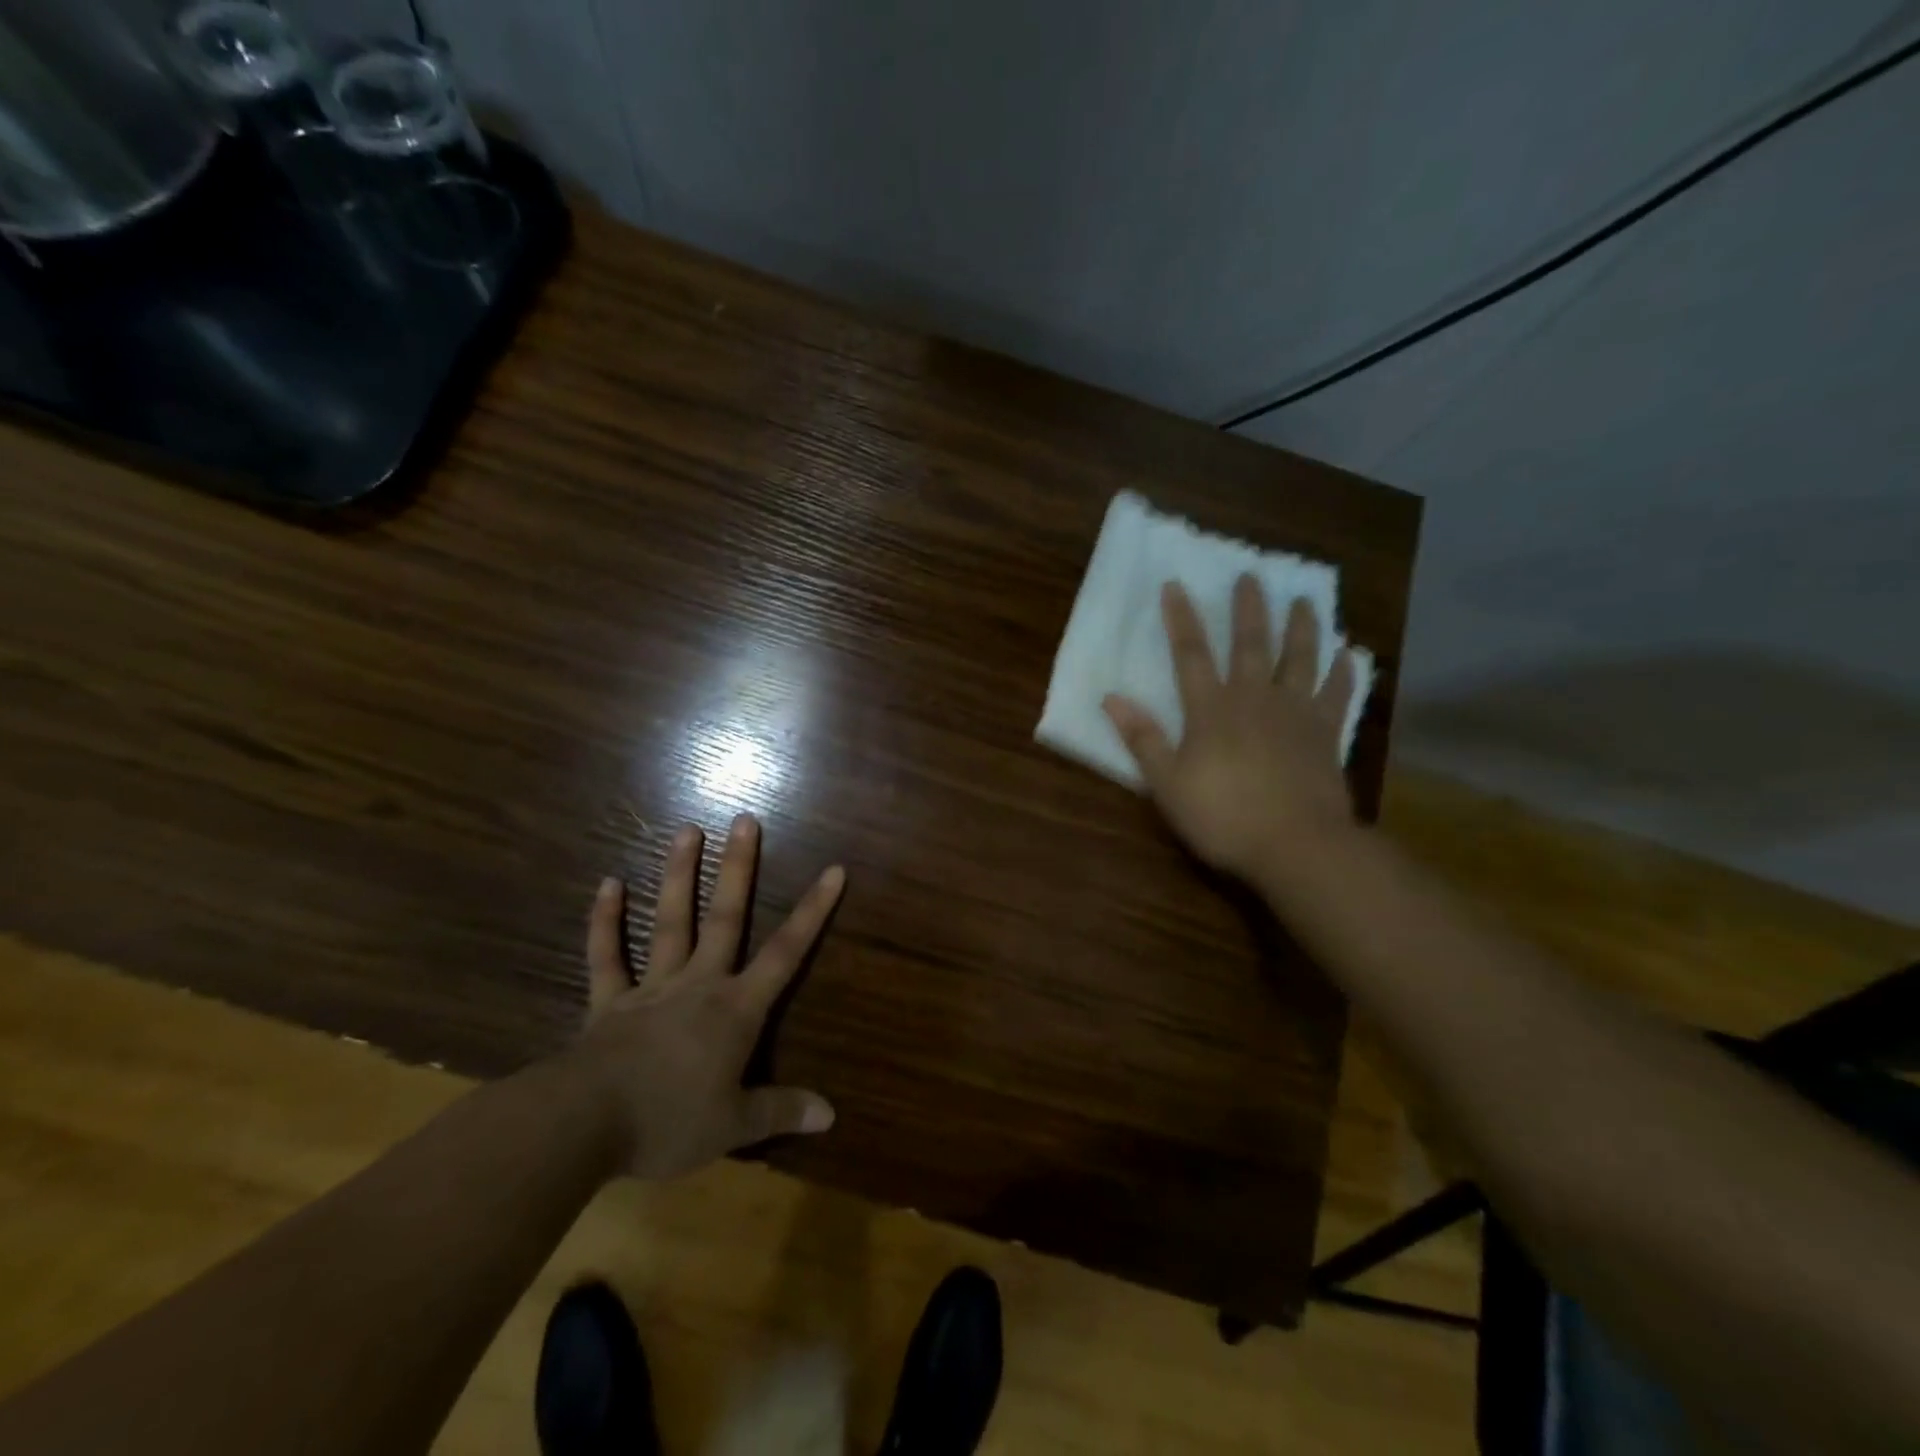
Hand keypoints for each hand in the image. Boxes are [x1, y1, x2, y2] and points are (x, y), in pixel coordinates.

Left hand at [566, 814, 844, 1180]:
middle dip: (738, 869)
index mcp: (735, 1009)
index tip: (833, 870)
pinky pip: (606, 956)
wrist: (585, 1125)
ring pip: (670, 922)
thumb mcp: (735, 1125)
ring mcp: (651, 987)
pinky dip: (606, 921)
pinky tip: (609, 884)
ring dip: (678, 876)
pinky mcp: (608, 1002)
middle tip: (744, 819)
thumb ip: (782, 1111)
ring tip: (687, 829)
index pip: (786, 952)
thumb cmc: (669, 1121)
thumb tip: (831, 1114)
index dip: (813, 911)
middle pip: (725, 918)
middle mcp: (698, 984)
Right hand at [1103, 575, 1358, 888]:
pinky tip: (1349, 654)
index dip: (1180, 619)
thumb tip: (1110, 699)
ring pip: (1299, 659)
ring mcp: (1295, 714)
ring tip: (1305, 600)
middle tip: (1251, 574)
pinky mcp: (1326, 735)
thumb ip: (1143, 739)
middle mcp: (1254, 699)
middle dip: (1248, 609)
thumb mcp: (1168, 784)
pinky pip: (1338, 694)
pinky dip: (1344, 672)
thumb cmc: (1223, 817)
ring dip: (1301, 627)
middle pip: (1250, 644)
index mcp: (1211, 710)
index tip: (1175, 584)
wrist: (1297, 845)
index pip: (1190, 655)